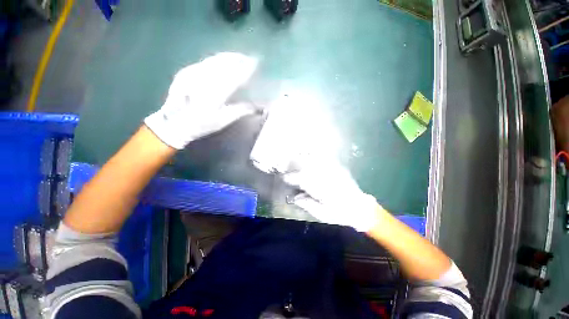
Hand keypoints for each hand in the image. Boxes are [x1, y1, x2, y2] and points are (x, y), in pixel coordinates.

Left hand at [145, 52, 257, 148]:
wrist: (174, 122)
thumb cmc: (202, 124)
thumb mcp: (223, 120)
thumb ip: (241, 110)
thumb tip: (259, 107)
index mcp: (215, 93)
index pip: (235, 77)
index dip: (246, 69)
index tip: (256, 63)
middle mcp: (204, 79)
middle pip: (224, 63)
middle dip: (238, 59)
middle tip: (250, 58)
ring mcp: (193, 72)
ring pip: (215, 59)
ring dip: (229, 57)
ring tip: (239, 57)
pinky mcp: (187, 71)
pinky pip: (206, 61)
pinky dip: (218, 59)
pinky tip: (223, 61)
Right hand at [283, 160, 379, 231]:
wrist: (359, 208)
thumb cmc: (339, 213)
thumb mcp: (321, 214)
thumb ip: (306, 204)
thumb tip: (294, 197)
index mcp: (320, 188)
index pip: (300, 179)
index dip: (290, 178)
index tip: (283, 177)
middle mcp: (325, 176)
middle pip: (305, 165)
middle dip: (293, 163)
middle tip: (285, 163)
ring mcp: (332, 170)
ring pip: (313, 159)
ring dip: (302, 157)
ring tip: (294, 156)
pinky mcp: (337, 167)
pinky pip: (324, 158)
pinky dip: (315, 154)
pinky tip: (309, 153)